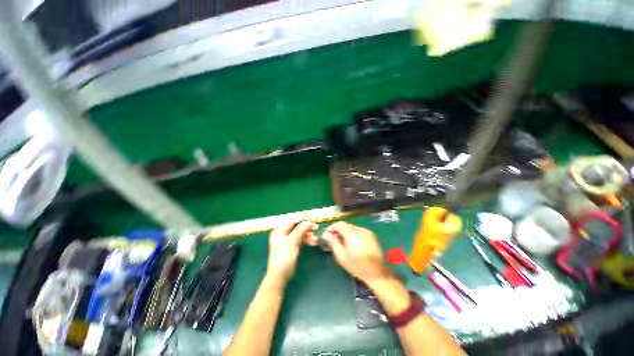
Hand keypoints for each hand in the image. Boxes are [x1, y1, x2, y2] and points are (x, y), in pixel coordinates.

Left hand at [266, 221, 317, 283]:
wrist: (279, 276)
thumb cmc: (284, 257)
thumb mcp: (292, 241)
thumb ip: (300, 230)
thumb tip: (308, 222)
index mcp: (280, 229)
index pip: (292, 220)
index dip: (303, 218)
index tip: (313, 218)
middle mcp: (283, 232)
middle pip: (296, 226)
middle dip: (307, 227)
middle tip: (316, 228)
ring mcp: (287, 239)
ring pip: (299, 232)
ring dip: (308, 234)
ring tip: (316, 239)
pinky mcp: (291, 246)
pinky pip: (299, 239)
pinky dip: (306, 239)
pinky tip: (313, 242)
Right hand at [322, 222, 388, 283]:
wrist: (377, 273)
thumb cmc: (357, 266)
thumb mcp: (341, 256)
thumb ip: (333, 243)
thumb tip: (325, 234)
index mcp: (352, 234)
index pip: (339, 224)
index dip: (331, 228)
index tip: (326, 234)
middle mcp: (360, 230)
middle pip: (346, 225)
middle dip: (338, 230)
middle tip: (333, 239)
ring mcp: (367, 232)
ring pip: (352, 227)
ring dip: (345, 232)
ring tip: (342, 242)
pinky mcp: (371, 235)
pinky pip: (358, 230)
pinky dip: (352, 234)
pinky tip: (351, 243)